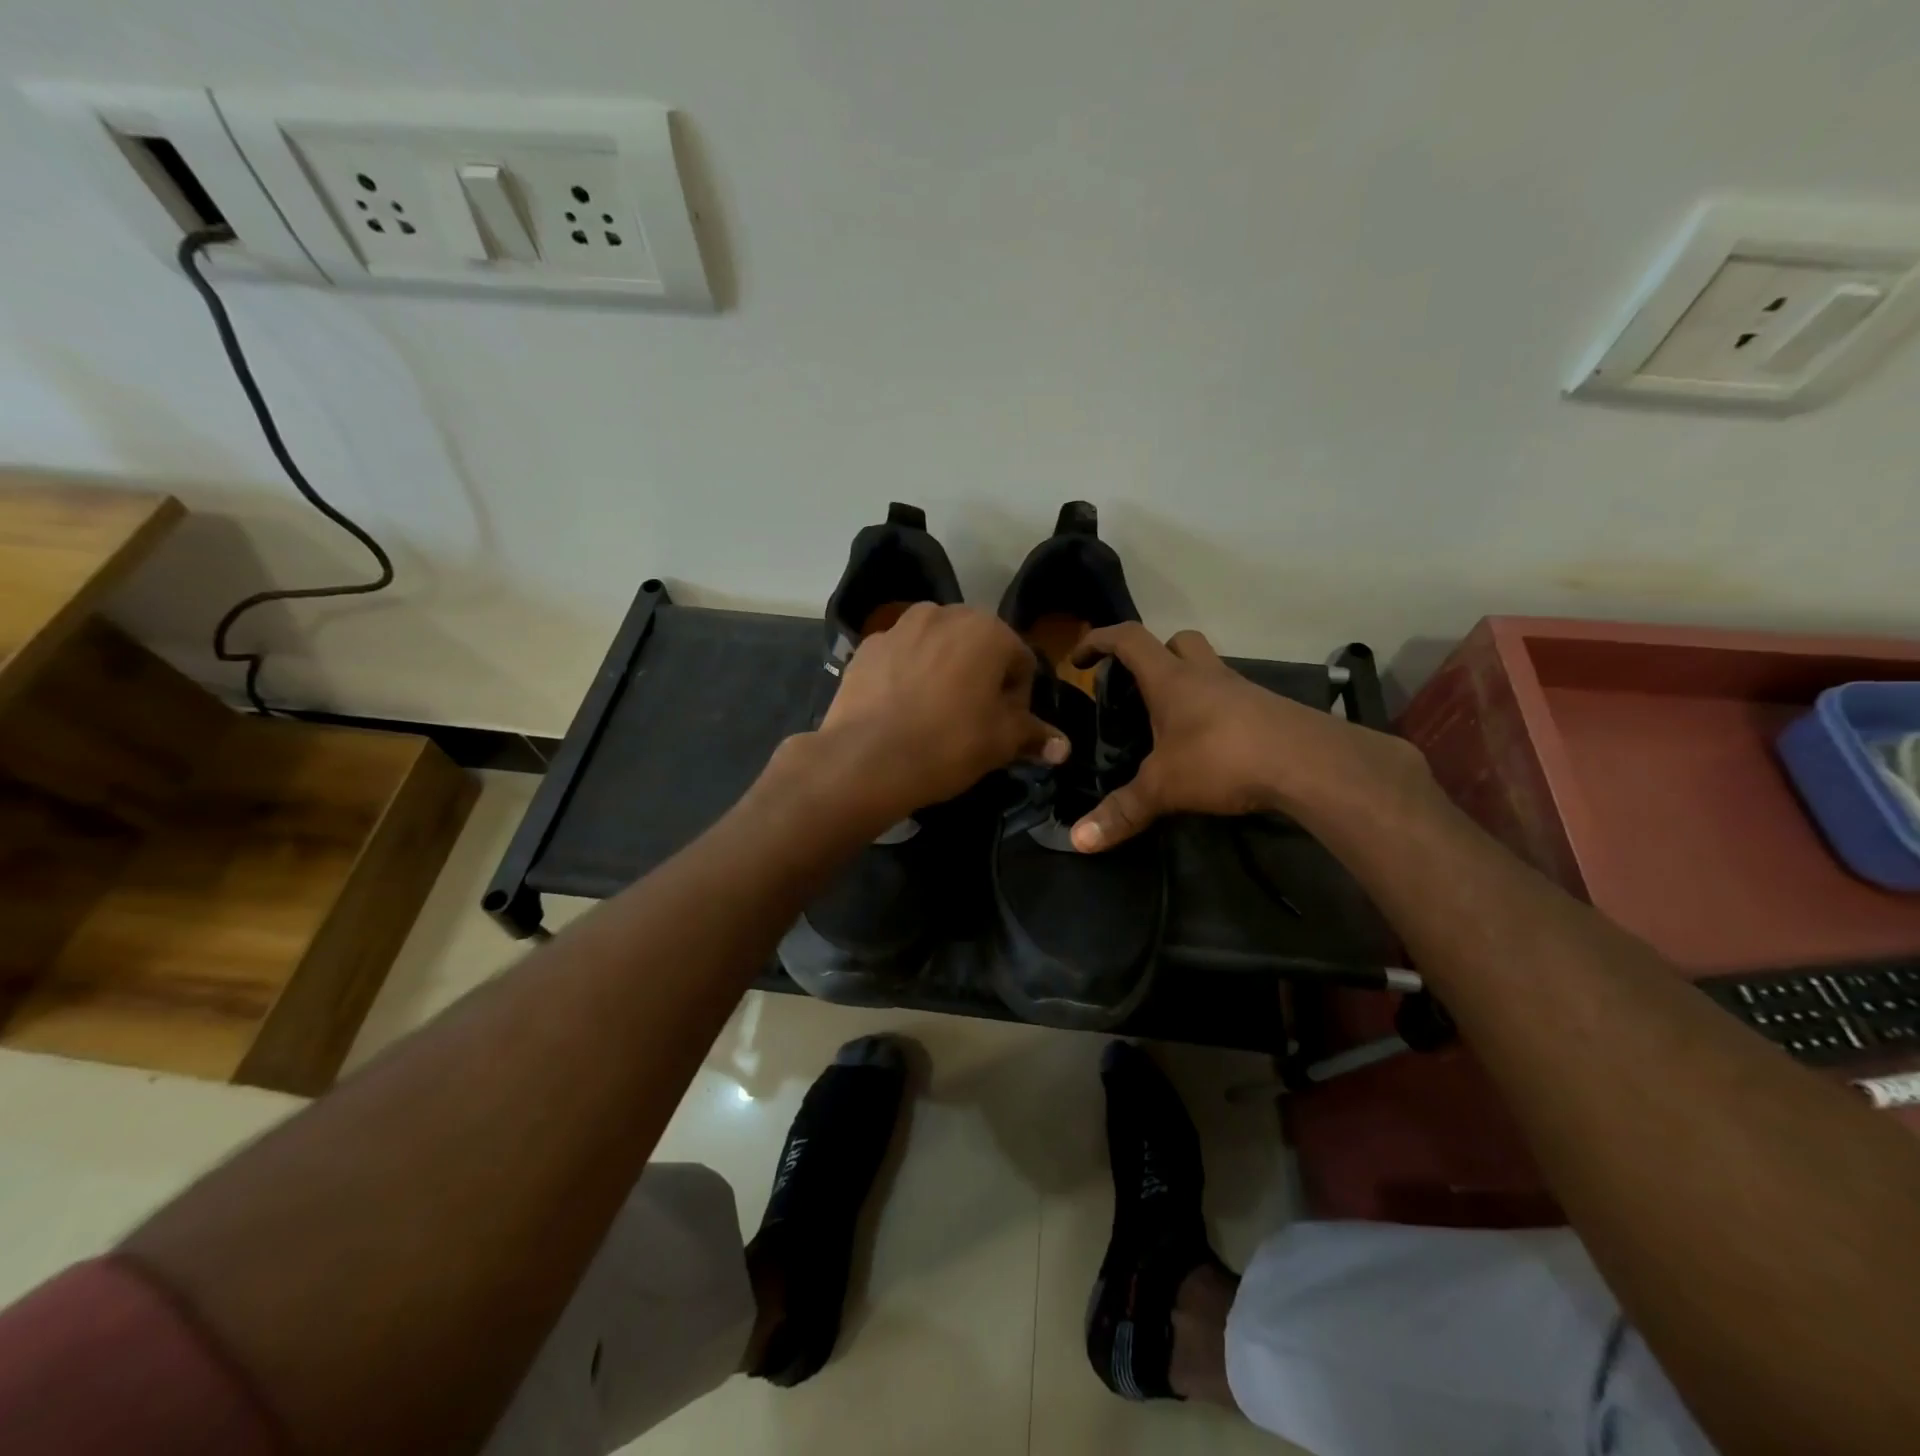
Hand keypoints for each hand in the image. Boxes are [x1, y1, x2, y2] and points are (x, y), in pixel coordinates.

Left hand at [815, 603, 1068, 819]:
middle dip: (981, 677)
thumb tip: (1064, 748)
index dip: (1019, 698)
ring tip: (934, 713)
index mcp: (987, 630)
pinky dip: (908, 675)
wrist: (866, 759)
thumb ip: (1035, 736)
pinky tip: (901, 709)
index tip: (1005, 727)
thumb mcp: (1000, 743)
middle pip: (977, 647)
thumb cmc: (948, 744)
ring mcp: (900, 627)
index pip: (1020, 661)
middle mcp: (944, 614)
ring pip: (937, 647)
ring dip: (944, 671)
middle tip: (972, 720)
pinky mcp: (867, 647)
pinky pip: (902, 657)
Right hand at [1066, 623, 1430, 851]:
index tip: (1079, 660)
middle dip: (1155, 655)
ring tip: (1171, 728)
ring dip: (1188, 687)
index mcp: (1171, 680)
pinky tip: (1210, 749)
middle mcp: (1206, 676)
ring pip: (1210, 671)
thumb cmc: (1222, 758)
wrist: (1309, 763)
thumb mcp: (1163, 787)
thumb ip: (1122, 811)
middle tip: (1139, 688)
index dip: (1099, 641)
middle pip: (1178, 642)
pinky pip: (1233, 701)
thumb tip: (1078, 841)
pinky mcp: (1268, 712)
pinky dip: (1215, 715)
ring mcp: (1242, 691)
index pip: (1128, 640)